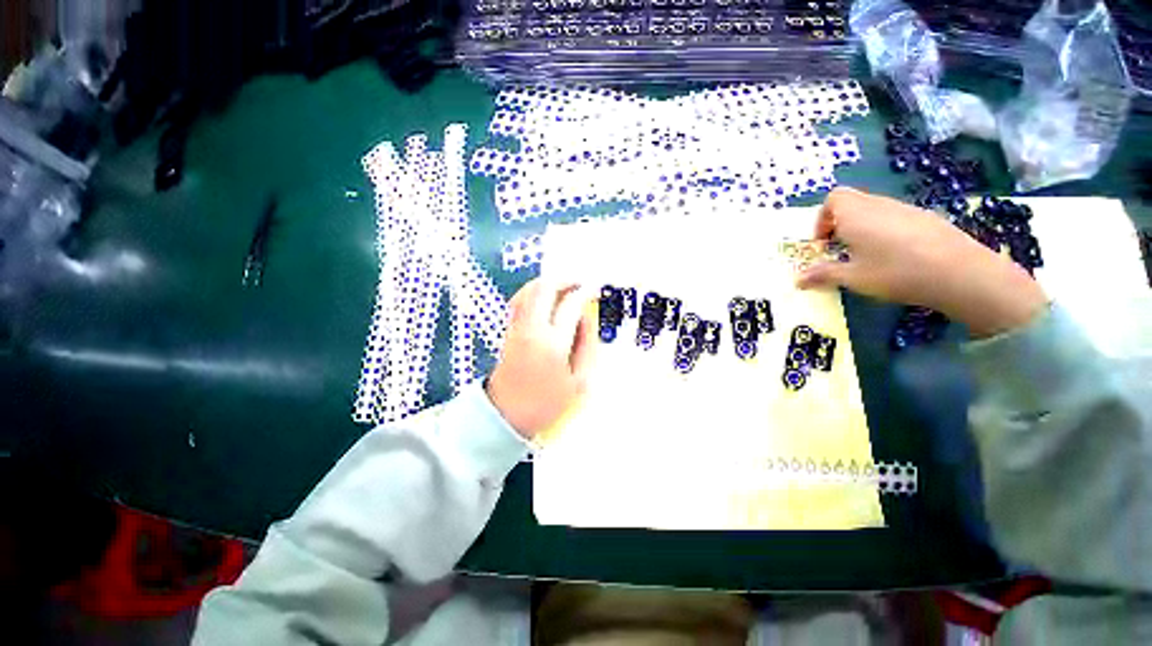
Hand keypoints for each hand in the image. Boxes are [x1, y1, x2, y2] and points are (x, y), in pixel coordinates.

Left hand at [487, 279, 596, 438]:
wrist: (507, 415)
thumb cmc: (547, 402)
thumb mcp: (580, 380)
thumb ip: (587, 345)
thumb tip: (587, 316)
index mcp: (552, 343)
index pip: (569, 305)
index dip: (584, 292)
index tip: (594, 290)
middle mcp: (531, 329)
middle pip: (545, 288)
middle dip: (565, 280)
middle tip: (580, 284)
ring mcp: (516, 326)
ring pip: (529, 290)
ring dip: (549, 283)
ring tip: (565, 289)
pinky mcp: (508, 329)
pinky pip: (520, 299)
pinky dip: (535, 291)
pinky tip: (546, 299)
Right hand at [797, 187, 1048, 337]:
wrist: (960, 272)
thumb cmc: (895, 272)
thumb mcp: (853, 278)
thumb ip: (823, 275)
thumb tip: (796, 280)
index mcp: (855, 214)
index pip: (832, 199)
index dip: (822, 219)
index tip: (824, 243)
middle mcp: (878, 205)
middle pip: (852, 202)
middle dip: (840, 224)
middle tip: (842, 250)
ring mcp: (905, 209)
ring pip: (874, 209)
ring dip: (862, 227)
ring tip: (868, 256)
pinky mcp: (925, 217)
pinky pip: (895, 217)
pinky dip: (885, 230)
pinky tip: (896, 255)